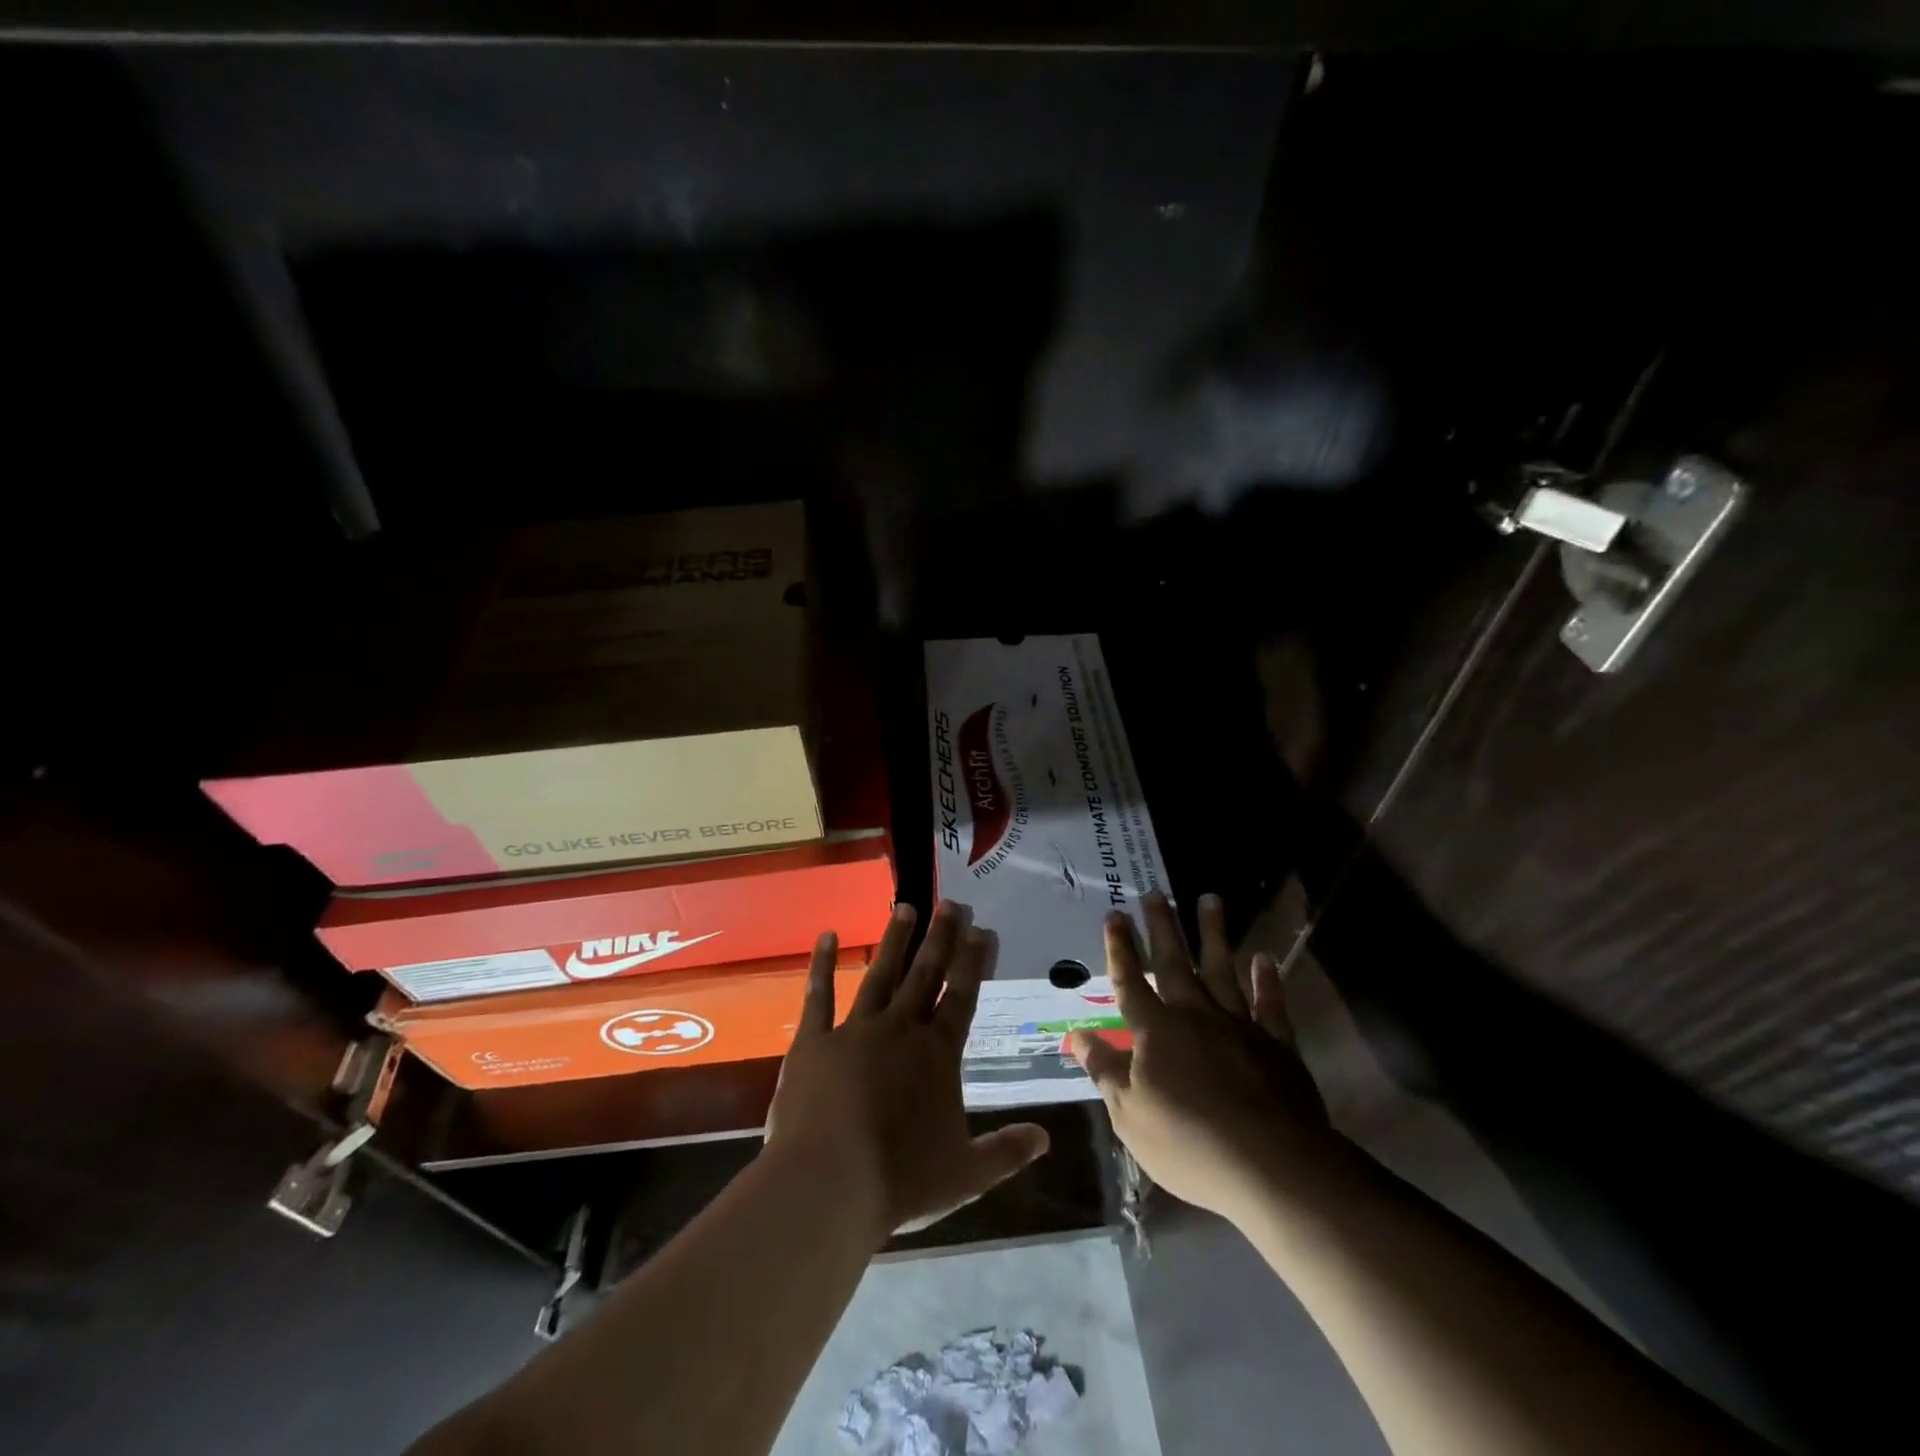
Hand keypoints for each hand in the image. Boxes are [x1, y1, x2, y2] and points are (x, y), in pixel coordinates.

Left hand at [767, 902, 1050, 1239]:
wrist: (826, 1186)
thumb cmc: (899, 1181)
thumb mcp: (965, 1174)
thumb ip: (1006, 1152)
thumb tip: (1046, 1139)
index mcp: (937, 1054)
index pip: (962, 996)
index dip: (973, 961)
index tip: (982, 929)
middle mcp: (900, 1029)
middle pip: (925, 974)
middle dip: (940, 937)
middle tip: (950, 903)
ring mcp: (855, 1030)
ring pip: (880, 974)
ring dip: (894, 940)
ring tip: (906, 907)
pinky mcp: (813, 1041)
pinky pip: (819, 995)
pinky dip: (823, 964)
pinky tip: (828, 935)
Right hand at [1070, 892, 1331, 1218]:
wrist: (1271, 1165)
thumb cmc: (1189, 1143)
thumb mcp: (1130, 1115)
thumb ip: (1105, 1070)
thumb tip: (1076, 1036)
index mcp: (1155, 1031)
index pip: (1129, 981)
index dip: (1119, 949)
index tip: (1114, 915)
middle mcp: (1194, 1015)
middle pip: (1173, 963)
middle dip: (1162, 928)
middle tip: (1155, 893)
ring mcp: (1238, 1025)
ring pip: (1221, 969)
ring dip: (1214, 934)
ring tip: (1210, 899)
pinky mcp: (1276, 1044)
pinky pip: (1270, 1004)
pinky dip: (1267, 980)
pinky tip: (1263, 958)